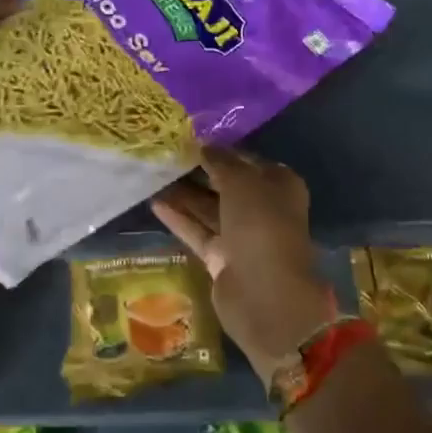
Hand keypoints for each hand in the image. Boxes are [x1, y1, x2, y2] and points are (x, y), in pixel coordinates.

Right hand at [151, 148, 341, 382]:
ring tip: (153, 175)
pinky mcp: (222, 258)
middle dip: (198, 171)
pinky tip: (154, 202)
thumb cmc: (260, 225)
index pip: (245, 160)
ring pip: (209, 208)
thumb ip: (221, 162)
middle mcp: (262, 207)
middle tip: (165, 155)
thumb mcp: (241, 182)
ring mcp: (242, 235)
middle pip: (226, 184)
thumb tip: (204, 146)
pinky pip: (198, 231)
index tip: (188, 138)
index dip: (219, 149)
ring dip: (184, 194)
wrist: (264, 293)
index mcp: (278, 184)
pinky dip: (179, 218)